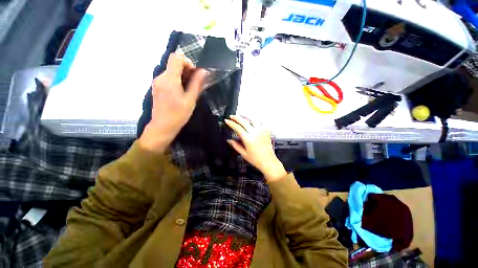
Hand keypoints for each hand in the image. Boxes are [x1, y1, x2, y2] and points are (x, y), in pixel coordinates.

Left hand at [139, 53, 208, 152]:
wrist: (162, 126)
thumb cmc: (178, 114)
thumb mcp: (191, 100)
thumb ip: (197, 84)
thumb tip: (203, 71)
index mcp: (169, 79)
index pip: (176, 57)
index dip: (187, 62)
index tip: (194, 74)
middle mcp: (161, 77)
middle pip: (174, 63)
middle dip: (186, 70)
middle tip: (194, 84)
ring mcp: (157, 82)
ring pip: (171, 71)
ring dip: (182, 76)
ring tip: (189, 90)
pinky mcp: (157, 87)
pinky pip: (168, 78)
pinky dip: (176, 80)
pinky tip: (181, 92)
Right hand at [225, 115, 286, 181]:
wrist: (268, 161)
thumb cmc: (256, 159)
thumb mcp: (243, 153)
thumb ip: (235, 145)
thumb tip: (229, 140)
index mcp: (248, 139)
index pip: (237, 128)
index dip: (231, 123)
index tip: (227, 120)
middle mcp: (255, 133)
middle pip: (244, 121)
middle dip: (236, 118)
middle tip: (231, 116)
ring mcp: (262, 131)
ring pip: (252, 120)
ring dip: (245, 118)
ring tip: (240, 118)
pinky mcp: (266, 131)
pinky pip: (259, 123)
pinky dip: (254, 121)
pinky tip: (251, 122)